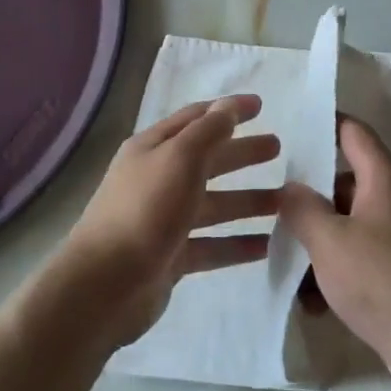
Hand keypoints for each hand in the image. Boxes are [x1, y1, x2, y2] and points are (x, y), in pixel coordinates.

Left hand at [55, 95, 279, 347]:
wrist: (105, 285)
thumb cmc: (145, 210)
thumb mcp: (180, 158)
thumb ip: (209, 131)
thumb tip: (229, 105)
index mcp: (153, 149)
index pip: (196, 120)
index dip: (228, 110)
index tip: (261, 106)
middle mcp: (157, 180)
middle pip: (207, 161)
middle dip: (242, 153)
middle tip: (279, 149)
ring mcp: (163, 221)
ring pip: (213, 205)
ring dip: (247, 201)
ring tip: (285, 202)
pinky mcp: (170, 257)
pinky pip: (211, 246)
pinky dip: (236, 244)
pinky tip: (267, 246)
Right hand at [277, 117, 390, 380]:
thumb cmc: (379, 280)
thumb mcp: (328, 242)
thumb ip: (303, 208)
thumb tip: (290, 188)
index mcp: (386, 180)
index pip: (355, 133)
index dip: (327, 122)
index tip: (297, 125)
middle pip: (351, 182)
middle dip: (316, 197)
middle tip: (280, 207)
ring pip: (357, 223)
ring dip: (325, 241)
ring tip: (293, 268)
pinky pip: (369, 254)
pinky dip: (343, 267)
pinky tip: (317, 302)